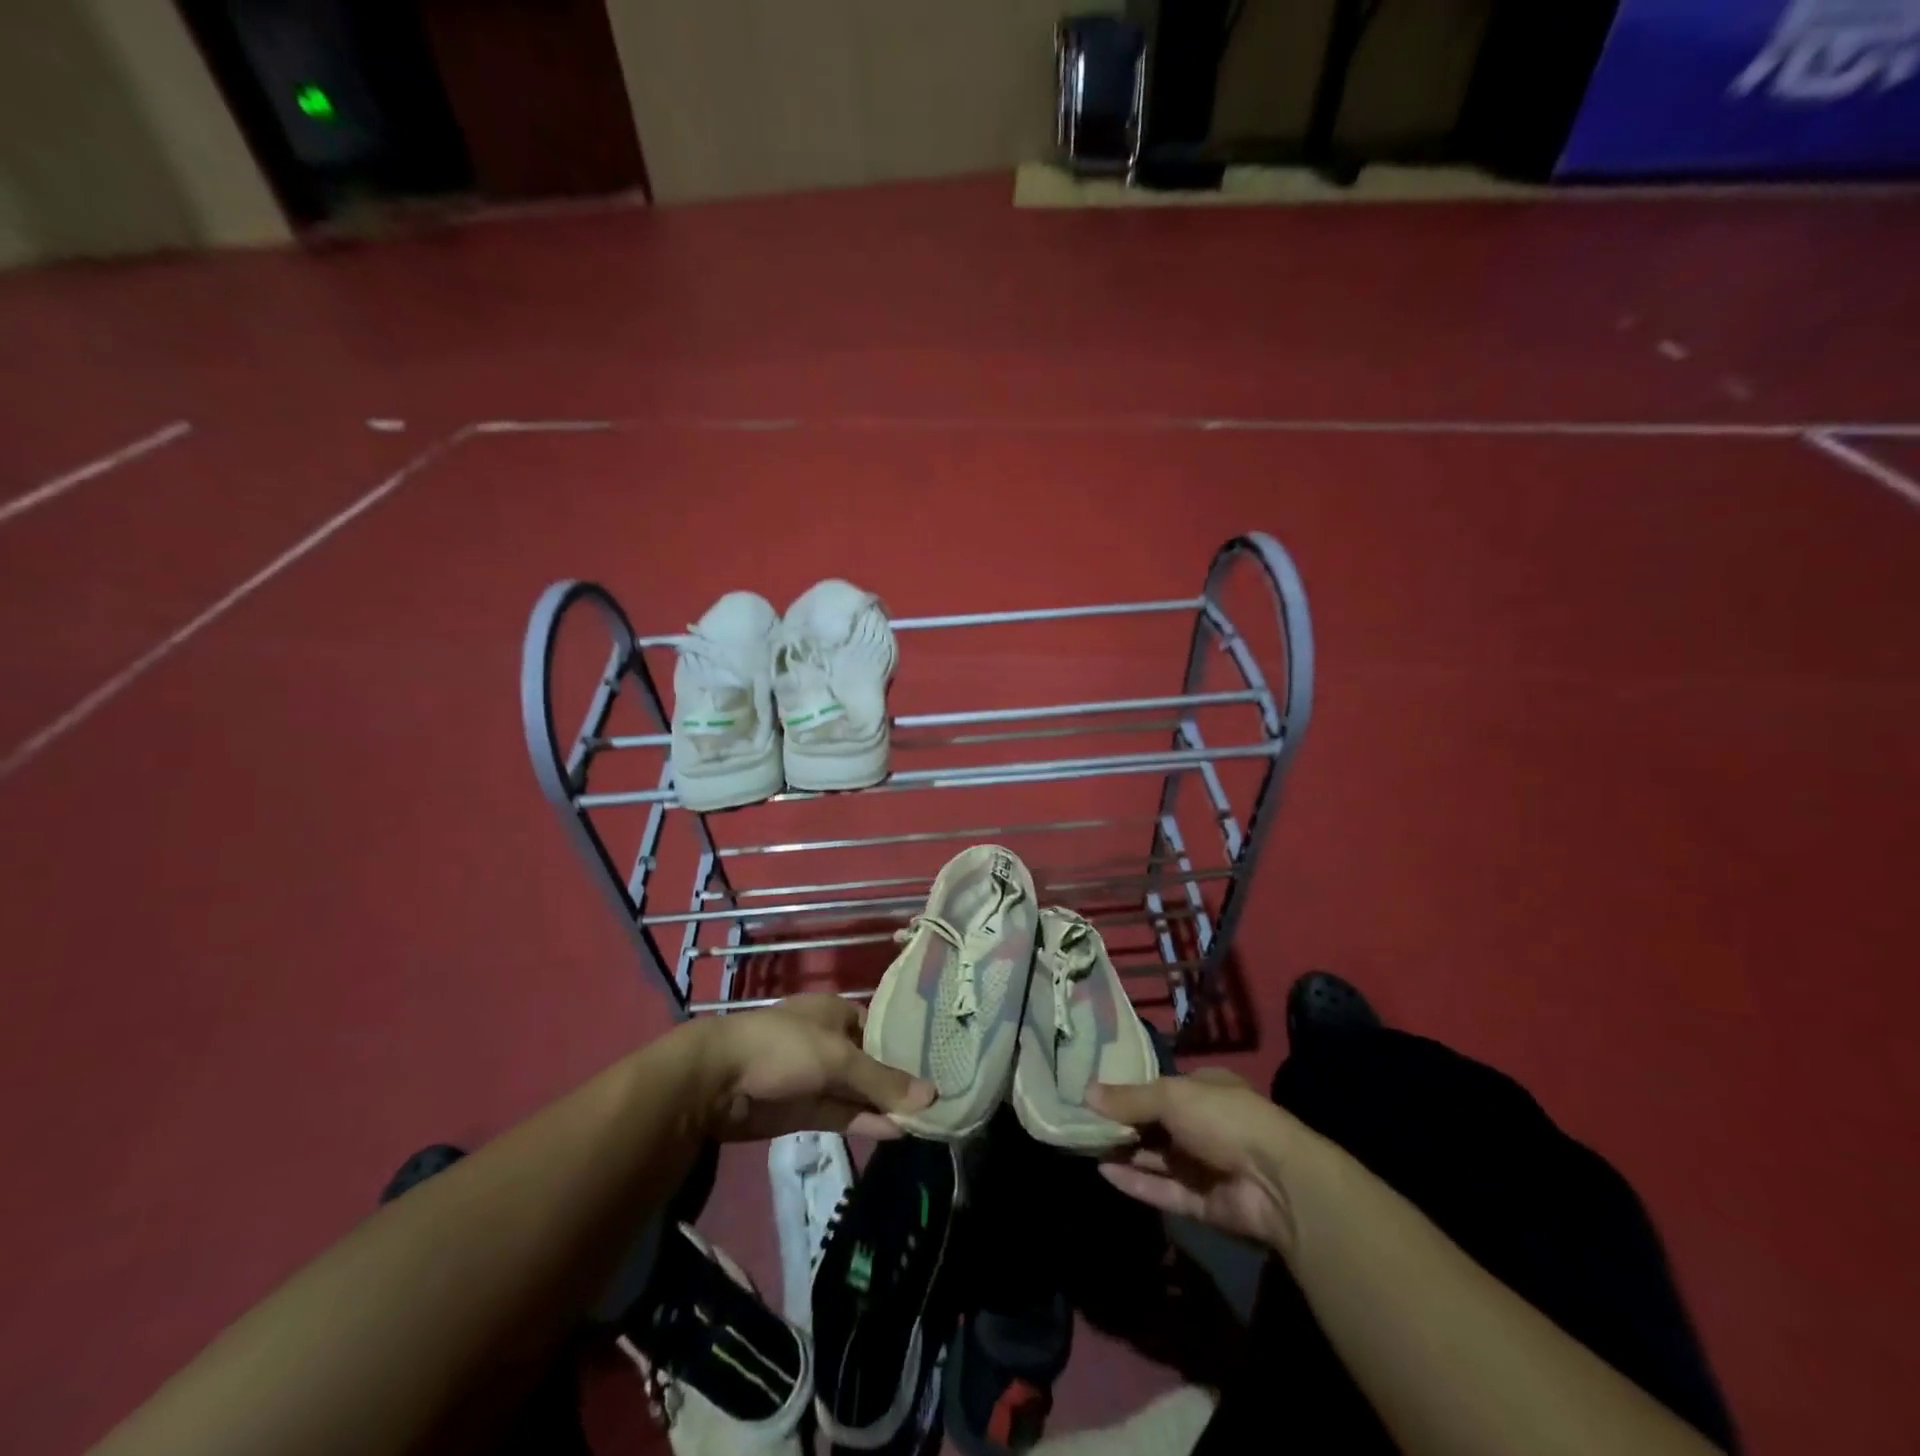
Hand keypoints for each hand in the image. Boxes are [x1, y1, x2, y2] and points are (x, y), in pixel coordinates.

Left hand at [692, 994, 934, 1141]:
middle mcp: (829, 1042)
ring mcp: (816, 1077)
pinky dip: (866, 1122)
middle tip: (939, 1100)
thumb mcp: (838, 1059)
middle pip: (871, 1063)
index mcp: (836, 1013)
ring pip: (858, 1092)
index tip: (939, 1065)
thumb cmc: (784, 1047)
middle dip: (898, 1081)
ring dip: (885, 1106)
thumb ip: (882, 1080)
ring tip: (925, 1121)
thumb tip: (932, 1095)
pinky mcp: (804, 1109)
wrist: (718, 1080)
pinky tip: (897, 1132)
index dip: (906, 1046)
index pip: (880, 1028)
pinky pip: (843, 1114)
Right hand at [1088, 1070, 1304, 1252]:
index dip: (1129, 1091)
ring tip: (1084, 1146)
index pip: (1160, 1089)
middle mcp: (1204, 1125)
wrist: (1276, 1182)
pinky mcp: (1202, 1203)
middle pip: (1155, 1125)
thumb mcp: (1171, 1096)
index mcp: (1205, 1090)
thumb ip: (1129, 1098)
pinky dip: (1136, 1182)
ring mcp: (1204, 1166)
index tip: (1094, 1095)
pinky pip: (1163, 1189)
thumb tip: (1086, 1092)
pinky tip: (1104, 1173)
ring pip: (1157, 1158)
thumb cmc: (1223, 1118)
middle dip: (1122, 1125)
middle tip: (1081, 1123)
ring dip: (1125, 1153)